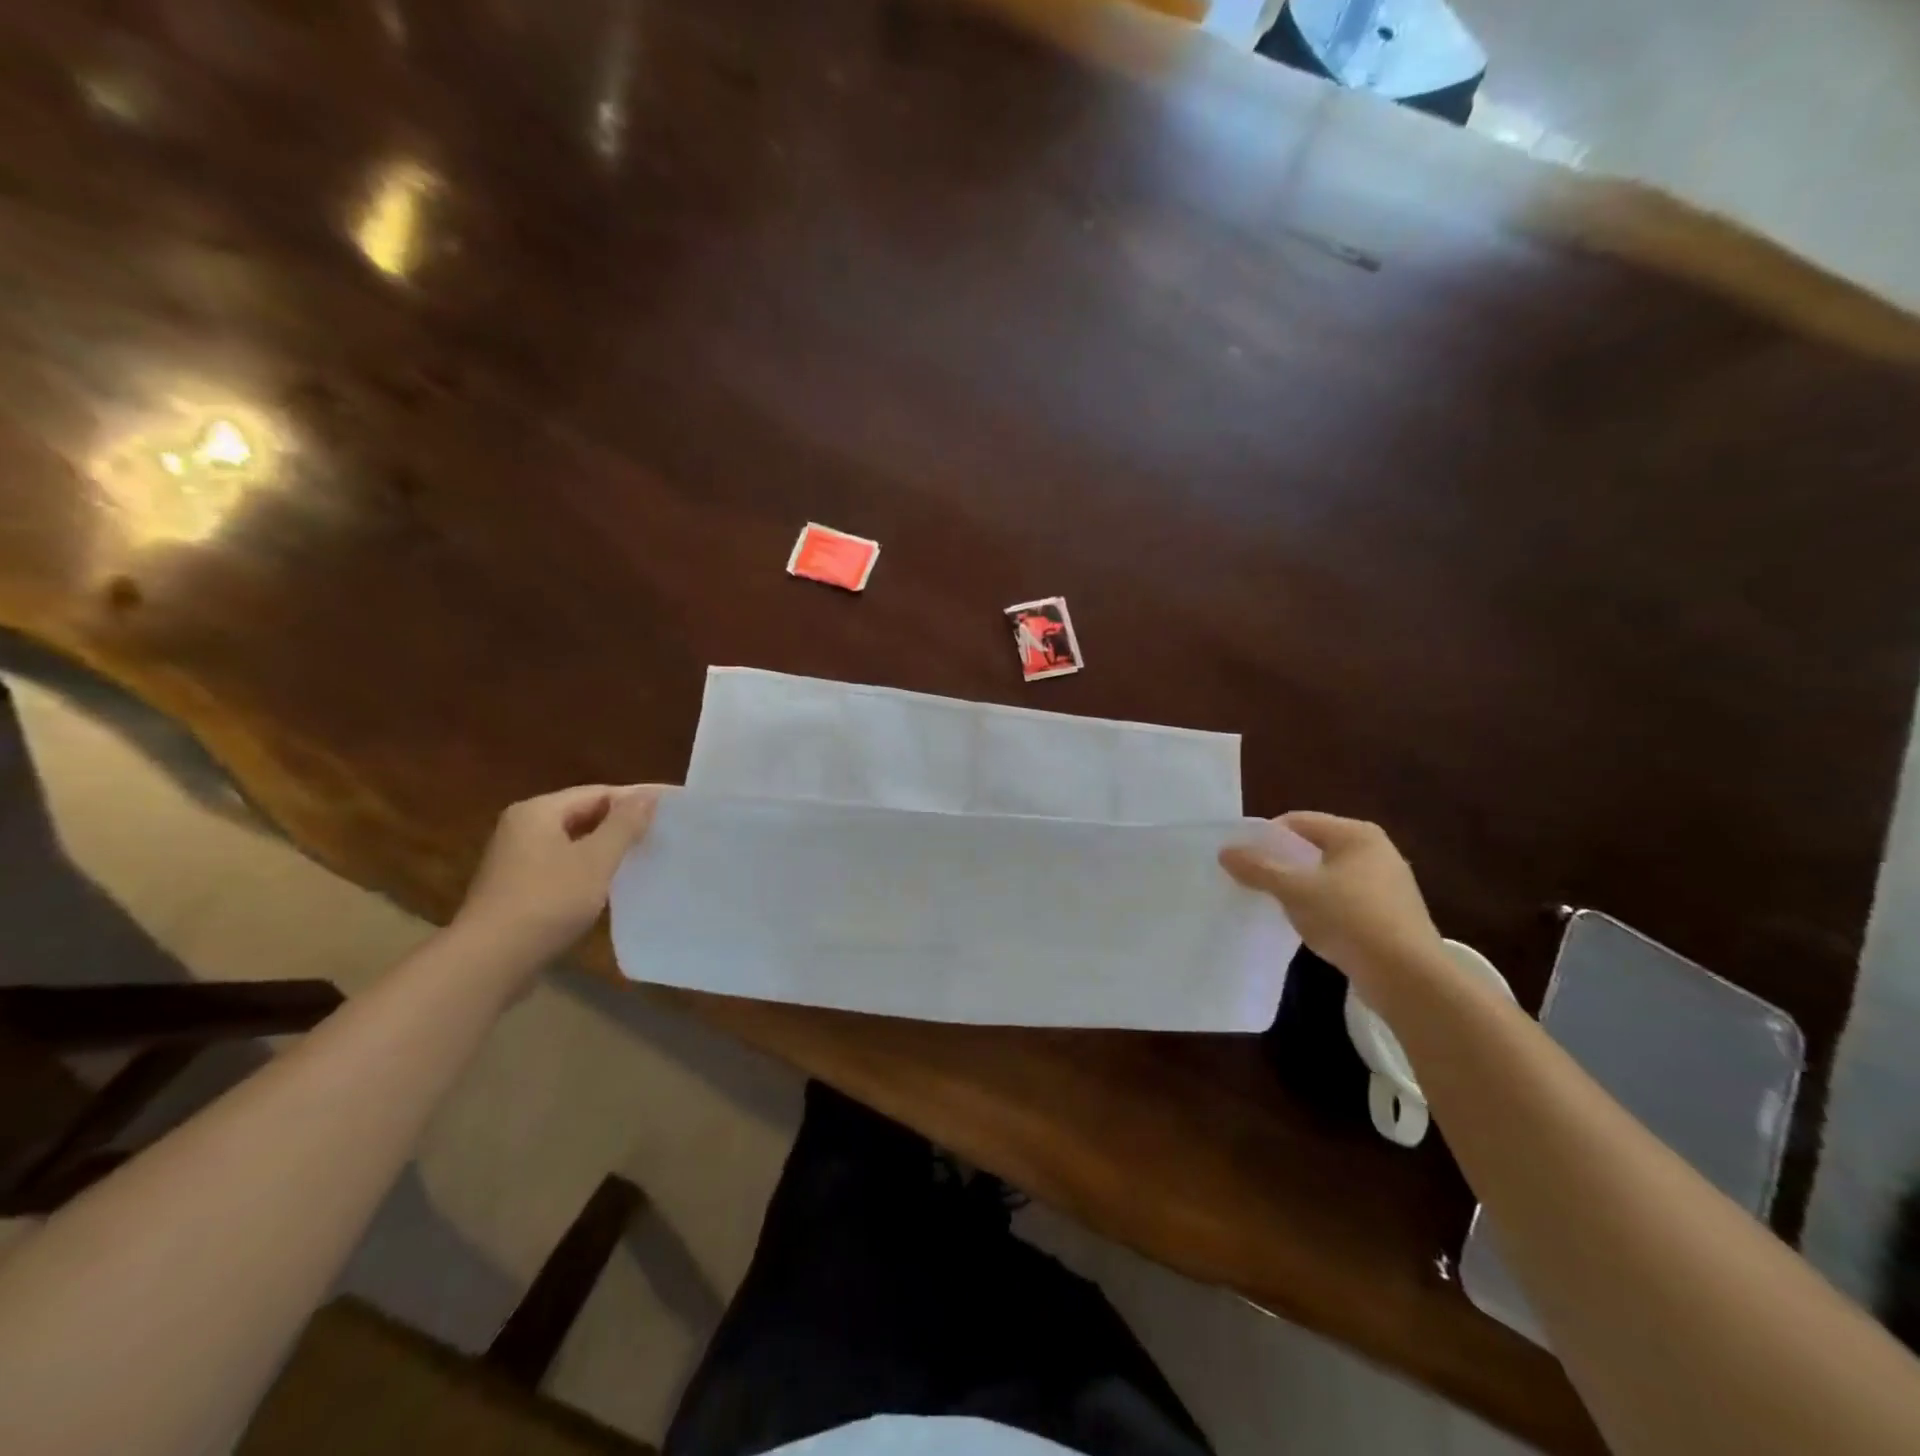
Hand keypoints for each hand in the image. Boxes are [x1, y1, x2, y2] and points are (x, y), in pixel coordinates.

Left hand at [453, 784, 663, 963]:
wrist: (489, 962)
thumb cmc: (547, 901)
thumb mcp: (595, 860)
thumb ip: (624, 825)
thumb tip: (649, 795)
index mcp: (538, 812)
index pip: (597, 793)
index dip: (635, 799)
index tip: (670, 809)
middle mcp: (522, 828)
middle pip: (583, 814)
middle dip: (622, 823)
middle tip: (663, 832)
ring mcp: (516, 859)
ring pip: (573, 842)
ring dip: (607, 848)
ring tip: (645, 856)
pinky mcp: (518, 888)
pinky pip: (563, 866)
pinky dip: (589, 869)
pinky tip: (612, 883)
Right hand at [1219, 812, 1442, 991]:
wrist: (1408, 978)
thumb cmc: (1350, 919)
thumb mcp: (1295, 891)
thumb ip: (1259, 868)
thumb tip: (1225, 851)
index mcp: (1356, 834)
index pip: (1297, 821)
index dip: (1265, 837)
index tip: (1242, 859)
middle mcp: (1376, 850)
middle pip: (1313, 847)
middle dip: (1282, 863)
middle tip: (1253, 881)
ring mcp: (1387, 883)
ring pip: (1328, 875)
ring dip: (1300, 887)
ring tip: (1276, 905)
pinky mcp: (1390, 914)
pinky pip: (1344, 899)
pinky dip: (1322, 907)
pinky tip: (1309, 926)